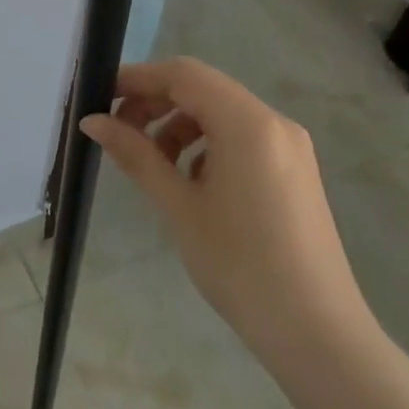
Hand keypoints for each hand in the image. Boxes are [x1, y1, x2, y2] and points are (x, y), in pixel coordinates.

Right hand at [82, 58, 408, 408]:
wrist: (316, 333)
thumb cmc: (240, 265)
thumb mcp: (178, 206)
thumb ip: (135, 154)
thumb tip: (93, 121)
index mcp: (248, 124)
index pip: (183, 75)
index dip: (137, 78)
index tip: (99, 97)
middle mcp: (273, 123)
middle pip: (202, 89)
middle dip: (155, 102)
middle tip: (116, 130)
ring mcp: (289, 146)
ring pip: (221, 113)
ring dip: (178, 124)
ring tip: (149, 161)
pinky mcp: (294, 170)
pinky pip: (241, 137)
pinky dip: (205, 143)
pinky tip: (188, 180)